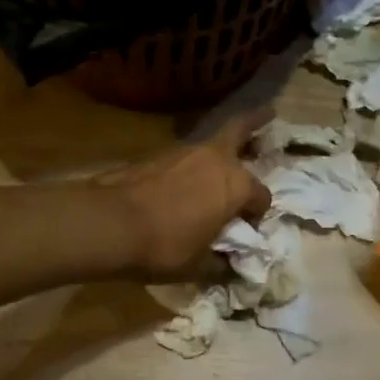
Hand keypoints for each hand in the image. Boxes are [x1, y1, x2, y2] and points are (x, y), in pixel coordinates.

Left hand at [96, 109, 272, 281]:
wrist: (111, 224)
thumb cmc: (165, 246)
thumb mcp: (198, 266)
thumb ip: (219, 262)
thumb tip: (228, 265)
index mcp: (237, 185)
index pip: (261, 196)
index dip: (257, 214)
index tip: (246, 230)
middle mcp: (216, 159)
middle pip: (241, 130)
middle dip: (257, 122)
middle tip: (269, 113)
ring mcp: (185, 152)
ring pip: (212, 145)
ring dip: (220, 150)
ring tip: (222, 163)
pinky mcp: (158, 155)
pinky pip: (186, 157)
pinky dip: (192, 164)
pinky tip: (186, 182)